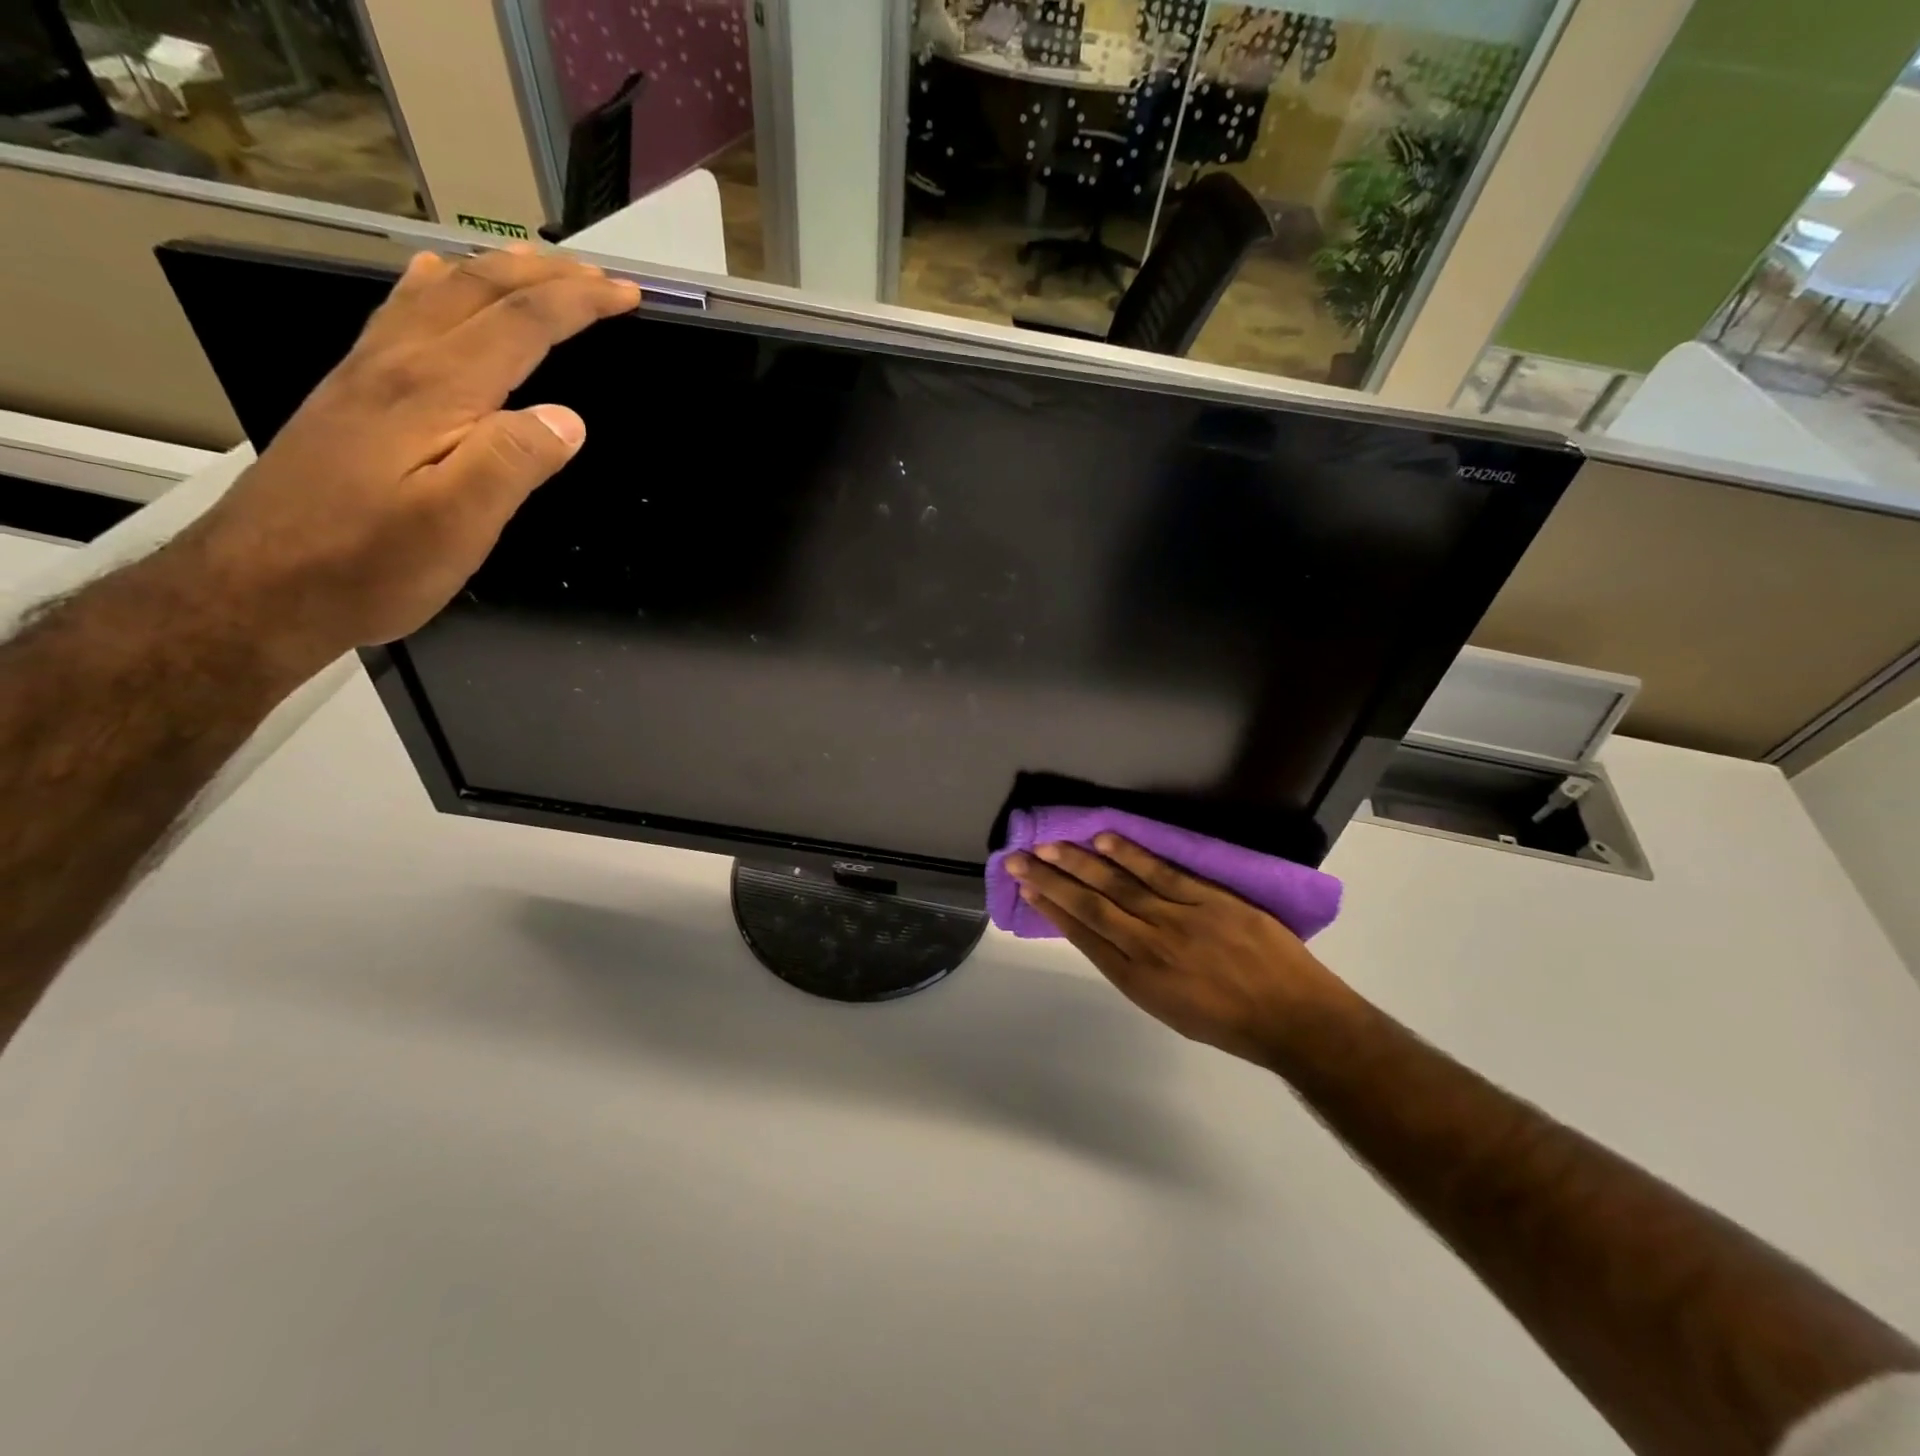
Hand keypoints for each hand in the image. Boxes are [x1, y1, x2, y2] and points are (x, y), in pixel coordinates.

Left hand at [181, 245, 640, 677]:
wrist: (260, 585)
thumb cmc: (369, 564)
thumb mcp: (456, 525)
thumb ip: (511, 463)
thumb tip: (567, 418)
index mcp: (433, 392)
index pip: (519, 325)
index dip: (577, 304)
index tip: (626, 294)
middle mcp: (397, 365)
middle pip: (478, 293)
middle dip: (547, 276)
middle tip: (600, 277)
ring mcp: (367, 375)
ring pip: (438, 295)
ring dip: (496, 272)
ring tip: (538, 265)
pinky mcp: (353, 396)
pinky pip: (401, 315)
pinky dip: (437, 286)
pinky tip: (438, 281)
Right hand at [1005, 836, 1349, 1066]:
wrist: (1294, 1017)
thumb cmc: (1229, 1022)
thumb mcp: (1168, 1007)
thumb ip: (1132, 970)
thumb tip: (1103, 934)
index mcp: (1137, 980)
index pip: (1083, 936)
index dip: (1052, 910)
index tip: (1027, 889)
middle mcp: (1148, 947)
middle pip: (1090, 906)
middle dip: (1051, 881)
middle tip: (1019, 859)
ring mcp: (1178, 919)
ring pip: (1118, 885)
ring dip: (1080, 862)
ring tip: (1050, 845)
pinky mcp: (1208, 899)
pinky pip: (1161, 872)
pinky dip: (1130, 855)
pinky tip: (1104, 839)